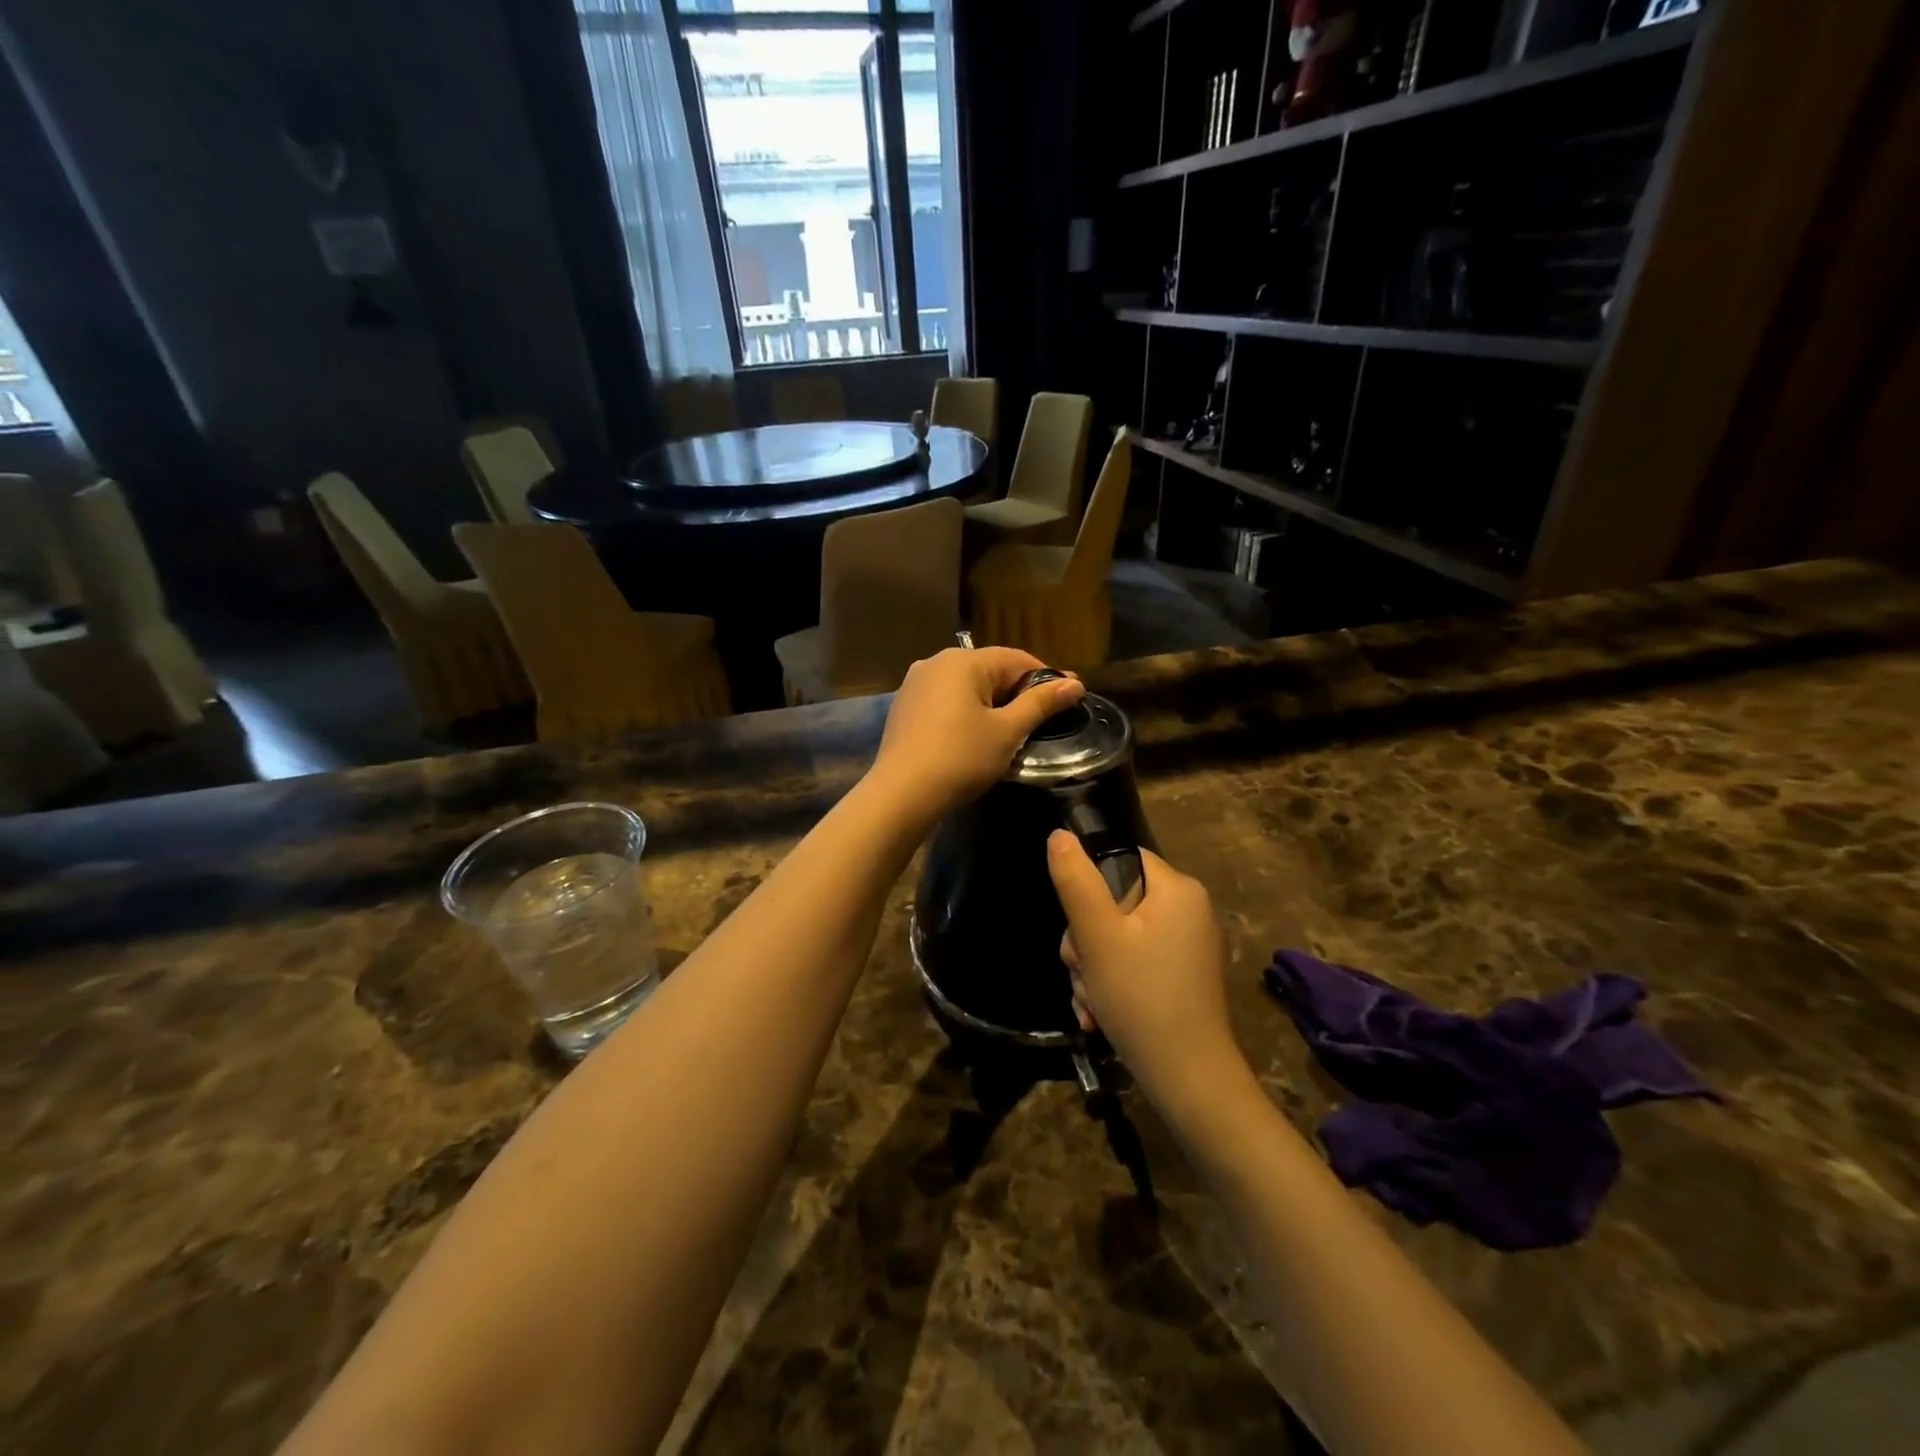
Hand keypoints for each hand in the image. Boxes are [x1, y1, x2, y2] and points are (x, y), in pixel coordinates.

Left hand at [869, 647, 1084, 821]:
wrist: (901, 794)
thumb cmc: (961, 758)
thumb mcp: (1007, 731)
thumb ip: (1041, 703)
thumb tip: (1075, 683)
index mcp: (963, 661)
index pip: (1017, 659)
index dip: (1046, 678)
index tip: (1070, 697)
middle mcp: (936, 661)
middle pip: (990, 669)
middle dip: (1019, 690)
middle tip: (1045, 717)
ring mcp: (915, 683)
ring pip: (967, 686)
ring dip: (993, 702)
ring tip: (1014, 728)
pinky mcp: (905, 706)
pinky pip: (946, 700)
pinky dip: (967, 711)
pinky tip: (976, 734)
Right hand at [1048, 833, 1245, 1112]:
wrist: (1189, 1082)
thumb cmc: (1142, 998)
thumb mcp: (1097, 937)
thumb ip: (1076, 882)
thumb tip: (1059, 835)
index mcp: (1178, 890)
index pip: (1121, 860)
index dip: (1090, 888)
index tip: (1080, 928)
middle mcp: (1189, 911)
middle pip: (1115, 902)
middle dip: (1086, 941)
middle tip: (1081, 971)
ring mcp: (1187, 947)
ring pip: (1118, 938)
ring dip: (1093, 968)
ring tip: (1090, 1002)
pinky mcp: (1182, 978)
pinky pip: (1135, 963)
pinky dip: (1112, 984)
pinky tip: (1099, 1014)